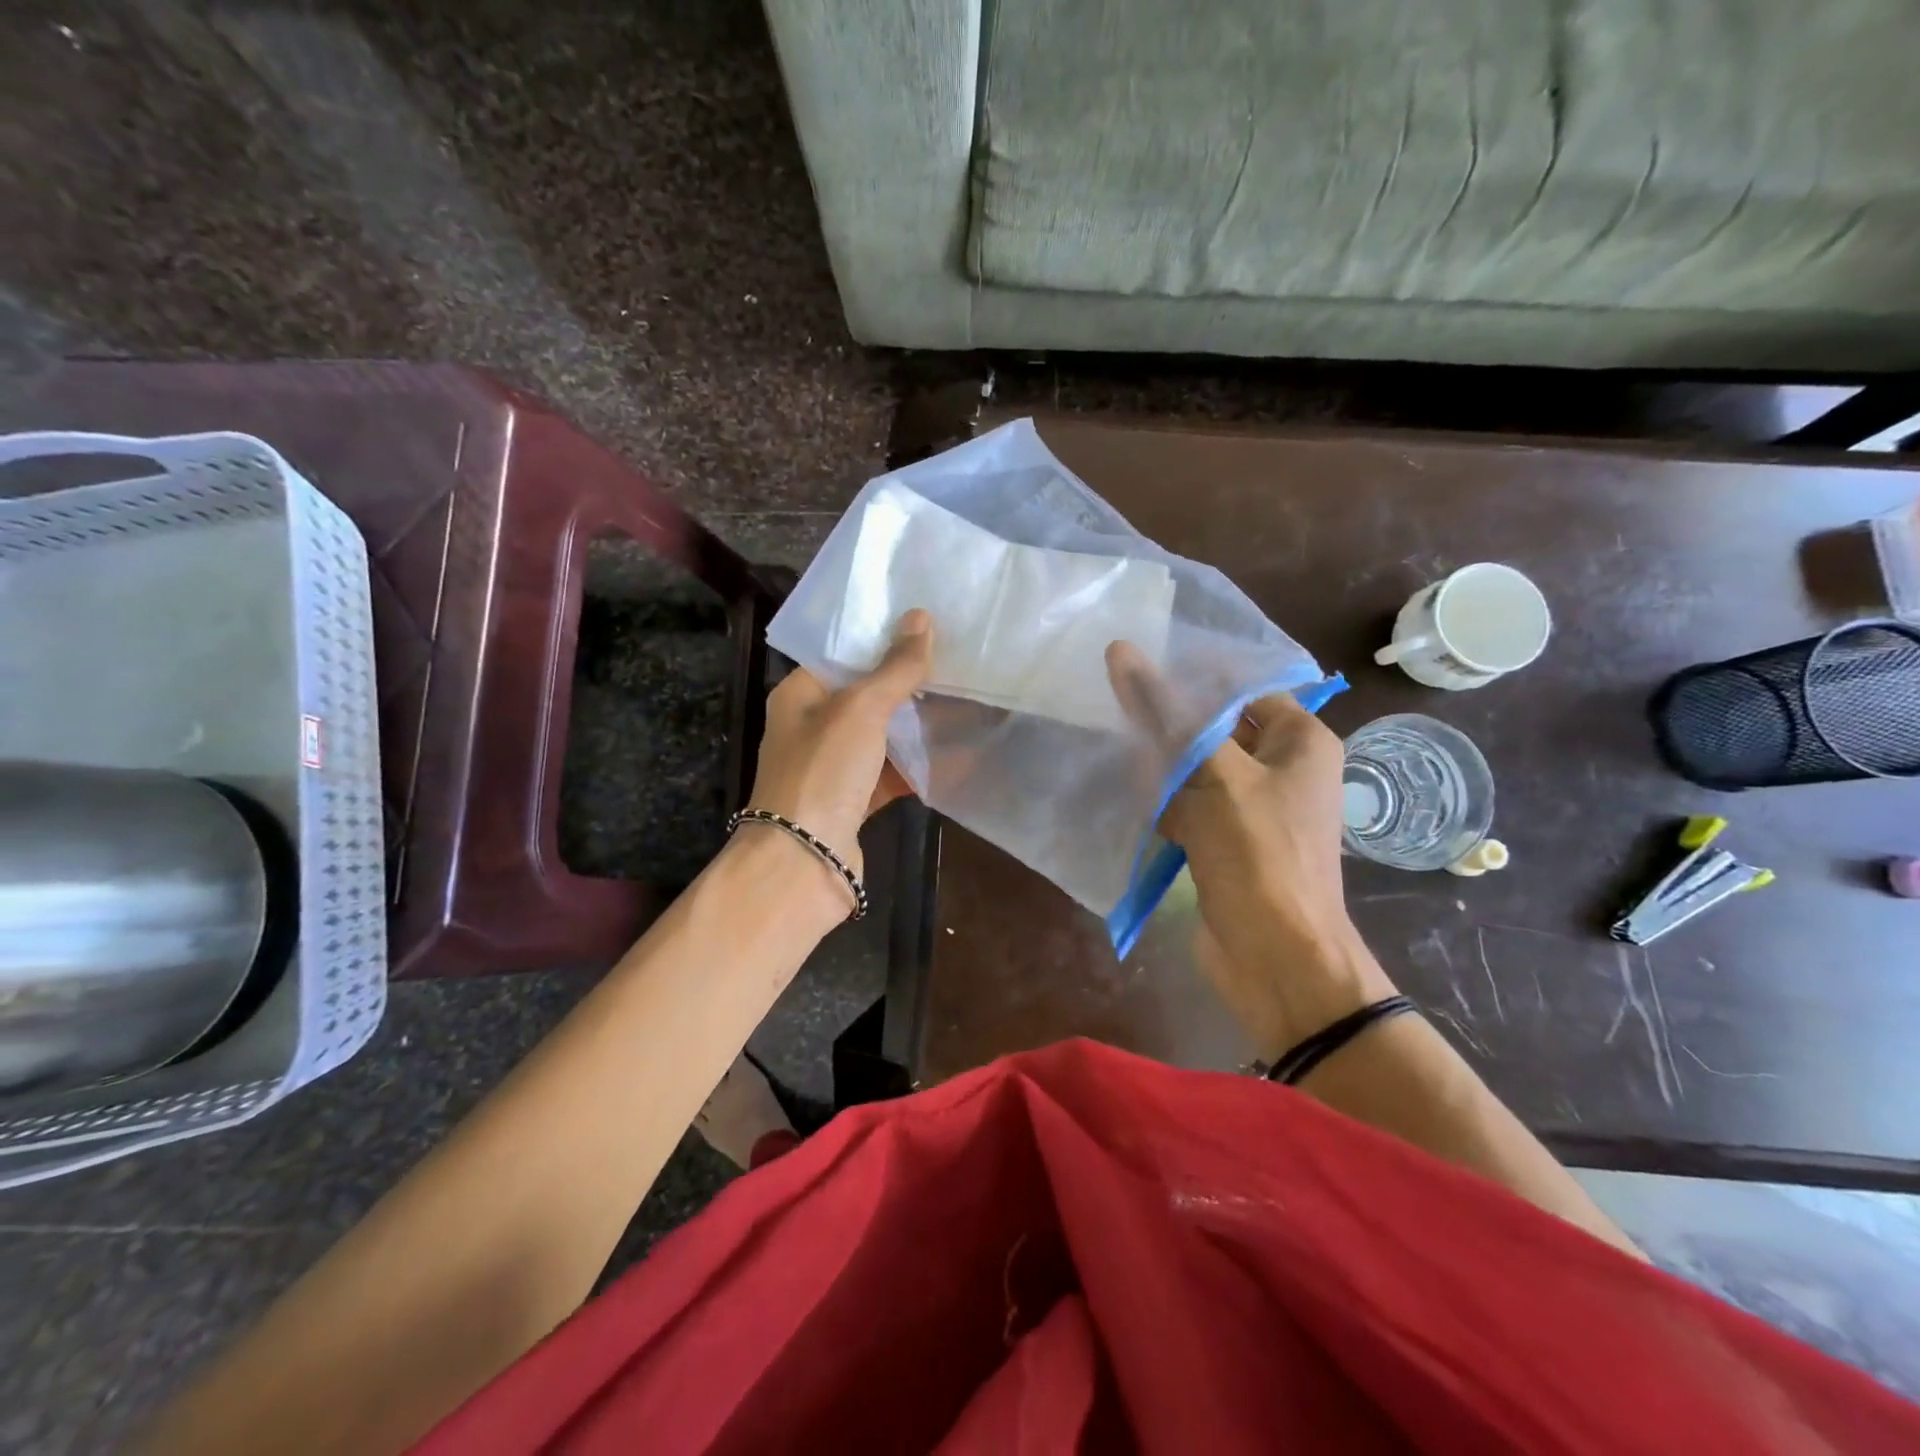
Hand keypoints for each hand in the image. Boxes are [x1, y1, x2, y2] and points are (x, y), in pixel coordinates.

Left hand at [743, 609, 932, 880]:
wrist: (803, 862)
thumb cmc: (823, 772)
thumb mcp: (861, 710)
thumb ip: (894, 668)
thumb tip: (922, 618)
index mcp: (800, 695)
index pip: (843, 655)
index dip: (882, 639)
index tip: (926, 627)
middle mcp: (813, 727)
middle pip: (866, 695)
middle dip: (908, 683)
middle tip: (956, 662)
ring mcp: (833, 767)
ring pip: (882, 736)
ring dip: (917, 725)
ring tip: (965, 700)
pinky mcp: (853, 801)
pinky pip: (891, 773)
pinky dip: (919, 766)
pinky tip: (957, 754)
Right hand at [1107, 645, 1394, 1054]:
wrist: (1276, 959)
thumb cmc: (1259, 854)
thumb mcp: (1213, 773)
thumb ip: (1166, 713)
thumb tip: (1121, 651)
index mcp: (1299, 741)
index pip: (1241, 687)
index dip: (1191, 677)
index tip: (1135, 667)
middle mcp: (1281, 768)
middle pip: (1214, 727)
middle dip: (1167, 722)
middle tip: (1111, 701)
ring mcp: (1252, 808)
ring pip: (1195, 767)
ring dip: (1157, 763)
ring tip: (1109, 742)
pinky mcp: (1225, 841)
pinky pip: (1188, 804)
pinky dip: (1160, 800)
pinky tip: (1122, 793)